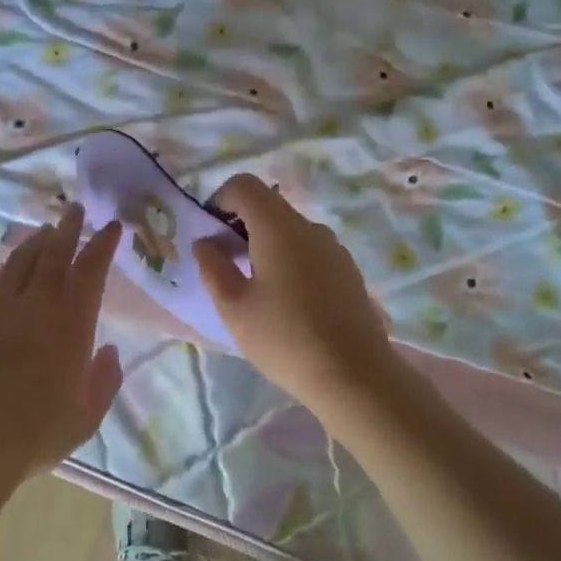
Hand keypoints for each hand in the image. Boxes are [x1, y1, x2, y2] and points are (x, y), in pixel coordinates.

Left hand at [0, 203, 124, 479]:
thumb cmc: (34, 433)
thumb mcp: (85, 416)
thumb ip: (104, 380)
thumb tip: (108, 350)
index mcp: (71, 323)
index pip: (91, 270)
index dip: (103, 244)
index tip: (111, 226)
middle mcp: (35, 304)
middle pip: (54, 253)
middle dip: (68, 228)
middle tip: (75, 208)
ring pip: (20, 260)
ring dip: (36, 241)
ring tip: (45, 230)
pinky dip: (7, 266)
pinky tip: (9, 268)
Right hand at [193, 176, 400, 413]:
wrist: (354, 375)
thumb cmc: (284, 339)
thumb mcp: (234, 307)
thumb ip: (213, 267)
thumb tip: (205, 242)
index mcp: (278, 227)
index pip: (244, 185)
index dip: (220, 200)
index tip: (211, 235)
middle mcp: (310, 227)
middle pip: (269, 206)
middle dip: (240, 225)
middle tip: (226, 266)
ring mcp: (334, 248)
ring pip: (290, 230)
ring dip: (265, 245)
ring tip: (256, 289)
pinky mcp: (348, 270)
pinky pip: (310, 251)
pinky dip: (289, 260)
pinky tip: (287, 302)